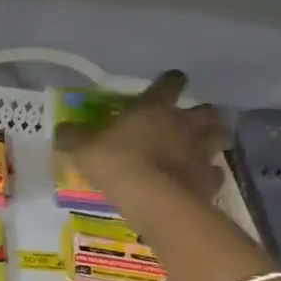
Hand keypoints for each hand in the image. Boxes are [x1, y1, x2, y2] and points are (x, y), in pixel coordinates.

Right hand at [55, 70, 229, 207]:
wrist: (151, 198)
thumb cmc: (117, 163)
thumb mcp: (84, 149)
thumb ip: (74, 137)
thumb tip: (61, 130)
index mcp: (155, 108)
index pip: (170, 83)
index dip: (170, 82)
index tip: (169, 84)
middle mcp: (184, 124)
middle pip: (207, 110)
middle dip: (204, 115)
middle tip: (193, 124)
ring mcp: (201, 151)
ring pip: (220, 138)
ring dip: (214, 141)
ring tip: (203, 150)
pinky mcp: (209, 180)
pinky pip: (215, 174)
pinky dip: (210, 176)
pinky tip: (201, 182)